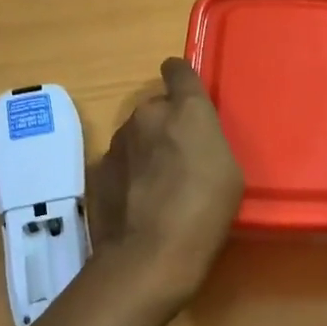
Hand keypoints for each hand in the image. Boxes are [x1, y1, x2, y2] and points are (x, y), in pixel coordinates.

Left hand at [88, 58, 243, 306]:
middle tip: (180, 157)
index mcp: (185, 109)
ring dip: (145, 150)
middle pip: (156, 108)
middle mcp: (147, 115)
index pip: (178, 69)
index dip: (181, 77)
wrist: (150, 256)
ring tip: (157, 187)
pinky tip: (137, 204)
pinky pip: (118, 163)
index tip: (185, 92)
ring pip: (135, 136)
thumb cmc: (205, 210)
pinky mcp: (97, 170)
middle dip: (166, 125)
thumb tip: (190, 137)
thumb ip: (207, 140)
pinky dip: (127, 175)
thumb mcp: (229, 171)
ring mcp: (116, 142)